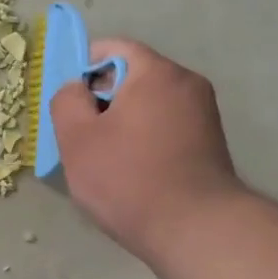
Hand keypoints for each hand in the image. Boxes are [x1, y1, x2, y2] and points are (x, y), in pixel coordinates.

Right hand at [48, 39, 247, 265]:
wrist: (195, 230)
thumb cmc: (128, 179)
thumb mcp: (77, 139)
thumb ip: (67, 101)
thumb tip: (76, 89)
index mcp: (156, 72)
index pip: (113, 48)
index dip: (83, 69)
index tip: (70, 104)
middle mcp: (187, 83)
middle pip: (133, 76)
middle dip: (104, 100)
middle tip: (83, 137)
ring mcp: (204, 114)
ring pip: (150, 104)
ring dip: (124, 123)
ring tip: (108, 161)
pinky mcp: (210, 143)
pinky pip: (167, 127)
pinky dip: (146, 140)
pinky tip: (135, 173)